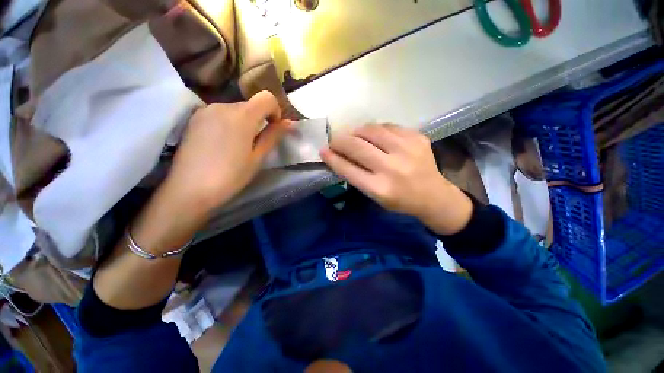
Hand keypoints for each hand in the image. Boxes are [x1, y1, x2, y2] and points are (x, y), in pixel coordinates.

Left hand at [164, 91, 290, 211]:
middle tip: (256, 144)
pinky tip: (222, 145)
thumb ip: (273, 136)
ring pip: (234, 110)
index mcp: (242, 116)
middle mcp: (222, 105)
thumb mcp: (258, 157)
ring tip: (237, 147)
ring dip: (243, 123)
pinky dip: (228, 124)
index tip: (273, 128)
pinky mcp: (194, 119)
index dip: (275, 111)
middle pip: (250, 105)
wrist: (189, 189)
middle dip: (259, 120)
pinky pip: (219, 115)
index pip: (266, 98)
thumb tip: (289, 123)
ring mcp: (205, 111)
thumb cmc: (231, 176)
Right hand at [321, 124, 472, 234]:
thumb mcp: (375, 196)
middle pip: (356, 146)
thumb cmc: (399, 200)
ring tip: (354, 136)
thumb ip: (356, 176)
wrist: (433, 195)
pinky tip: (375, 136)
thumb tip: (338, 155)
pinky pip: (387, 126)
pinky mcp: (417, 137)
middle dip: (340, 141)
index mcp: (379, 188)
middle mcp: (392, 168)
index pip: (347, 168)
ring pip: (371, 130)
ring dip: (357, 132)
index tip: (323, 150)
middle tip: (335, 141)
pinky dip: (376, 130)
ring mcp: (407, 149)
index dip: (332, 158)